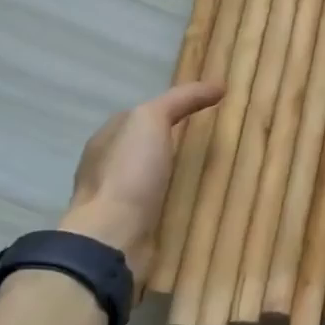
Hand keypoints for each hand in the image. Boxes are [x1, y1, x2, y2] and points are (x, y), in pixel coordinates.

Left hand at [60, 81, 223, 281]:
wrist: (112, 238)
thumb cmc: (128, 173)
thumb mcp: (151, 120)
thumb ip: (181, 100)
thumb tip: (218, 85)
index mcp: (107, 139)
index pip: (142, 114)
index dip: (173, 107)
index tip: (208, 107)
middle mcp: (108, 167)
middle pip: (149, 146)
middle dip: (177, 140)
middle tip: (216, 139)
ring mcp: (119, 200)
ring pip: (156, 176)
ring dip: (180, 173)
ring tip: (216, 171)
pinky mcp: (134, 226)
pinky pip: (162, 204)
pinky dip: (179, 199)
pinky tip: (201, 200)